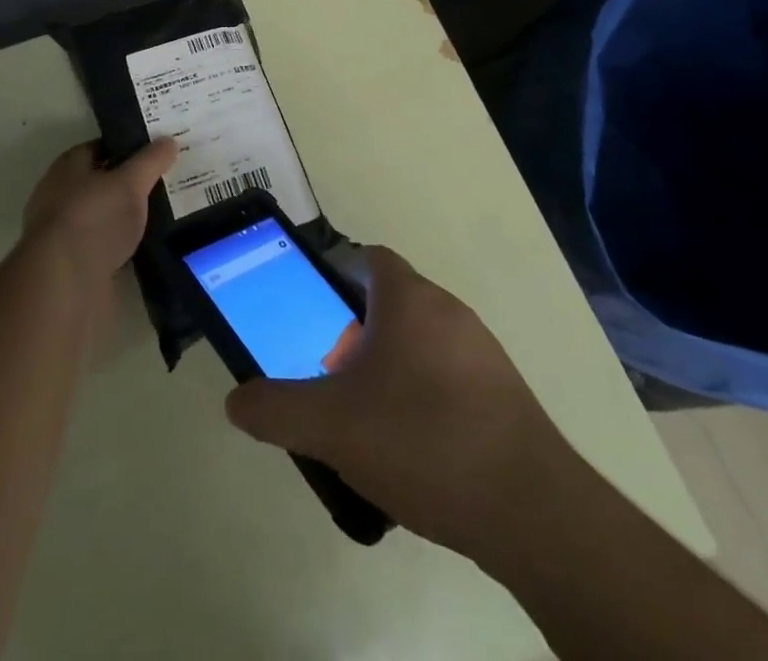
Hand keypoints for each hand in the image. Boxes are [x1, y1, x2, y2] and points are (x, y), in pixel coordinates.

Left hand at [22, 139, 176, 283]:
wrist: (64, 284)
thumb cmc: (94, 218)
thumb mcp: (130, 182)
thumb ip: (150, 161)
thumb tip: (169, 140)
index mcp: (67, 167)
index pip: (100, 147)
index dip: (127, 147)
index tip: (156, 152)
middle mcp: (60, 196)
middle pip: (101, 182)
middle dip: (130, 183)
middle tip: (166, 182)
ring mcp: (64, 233)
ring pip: (104, 216)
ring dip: (126, 217)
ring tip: (164, 215)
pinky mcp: (73, 265)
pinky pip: (105, 246)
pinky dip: (123, 246)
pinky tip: (148, 247)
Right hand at [223, 247, 575, 565]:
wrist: (531, 510)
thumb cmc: (422, 441)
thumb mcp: (330, 426)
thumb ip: (275, 409)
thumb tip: (236, 401)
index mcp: (409, 298)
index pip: (368, 258)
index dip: (334, 275)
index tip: (312, 314)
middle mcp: (449, 310)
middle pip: (390, 303)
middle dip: (354, 332)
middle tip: (328, 375)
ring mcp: (482, 352)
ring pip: (420, 343)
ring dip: (388, 368)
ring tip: (364, 421)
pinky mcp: (504, 394)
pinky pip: (449, 378)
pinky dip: (423, 398)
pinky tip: (411, 452)